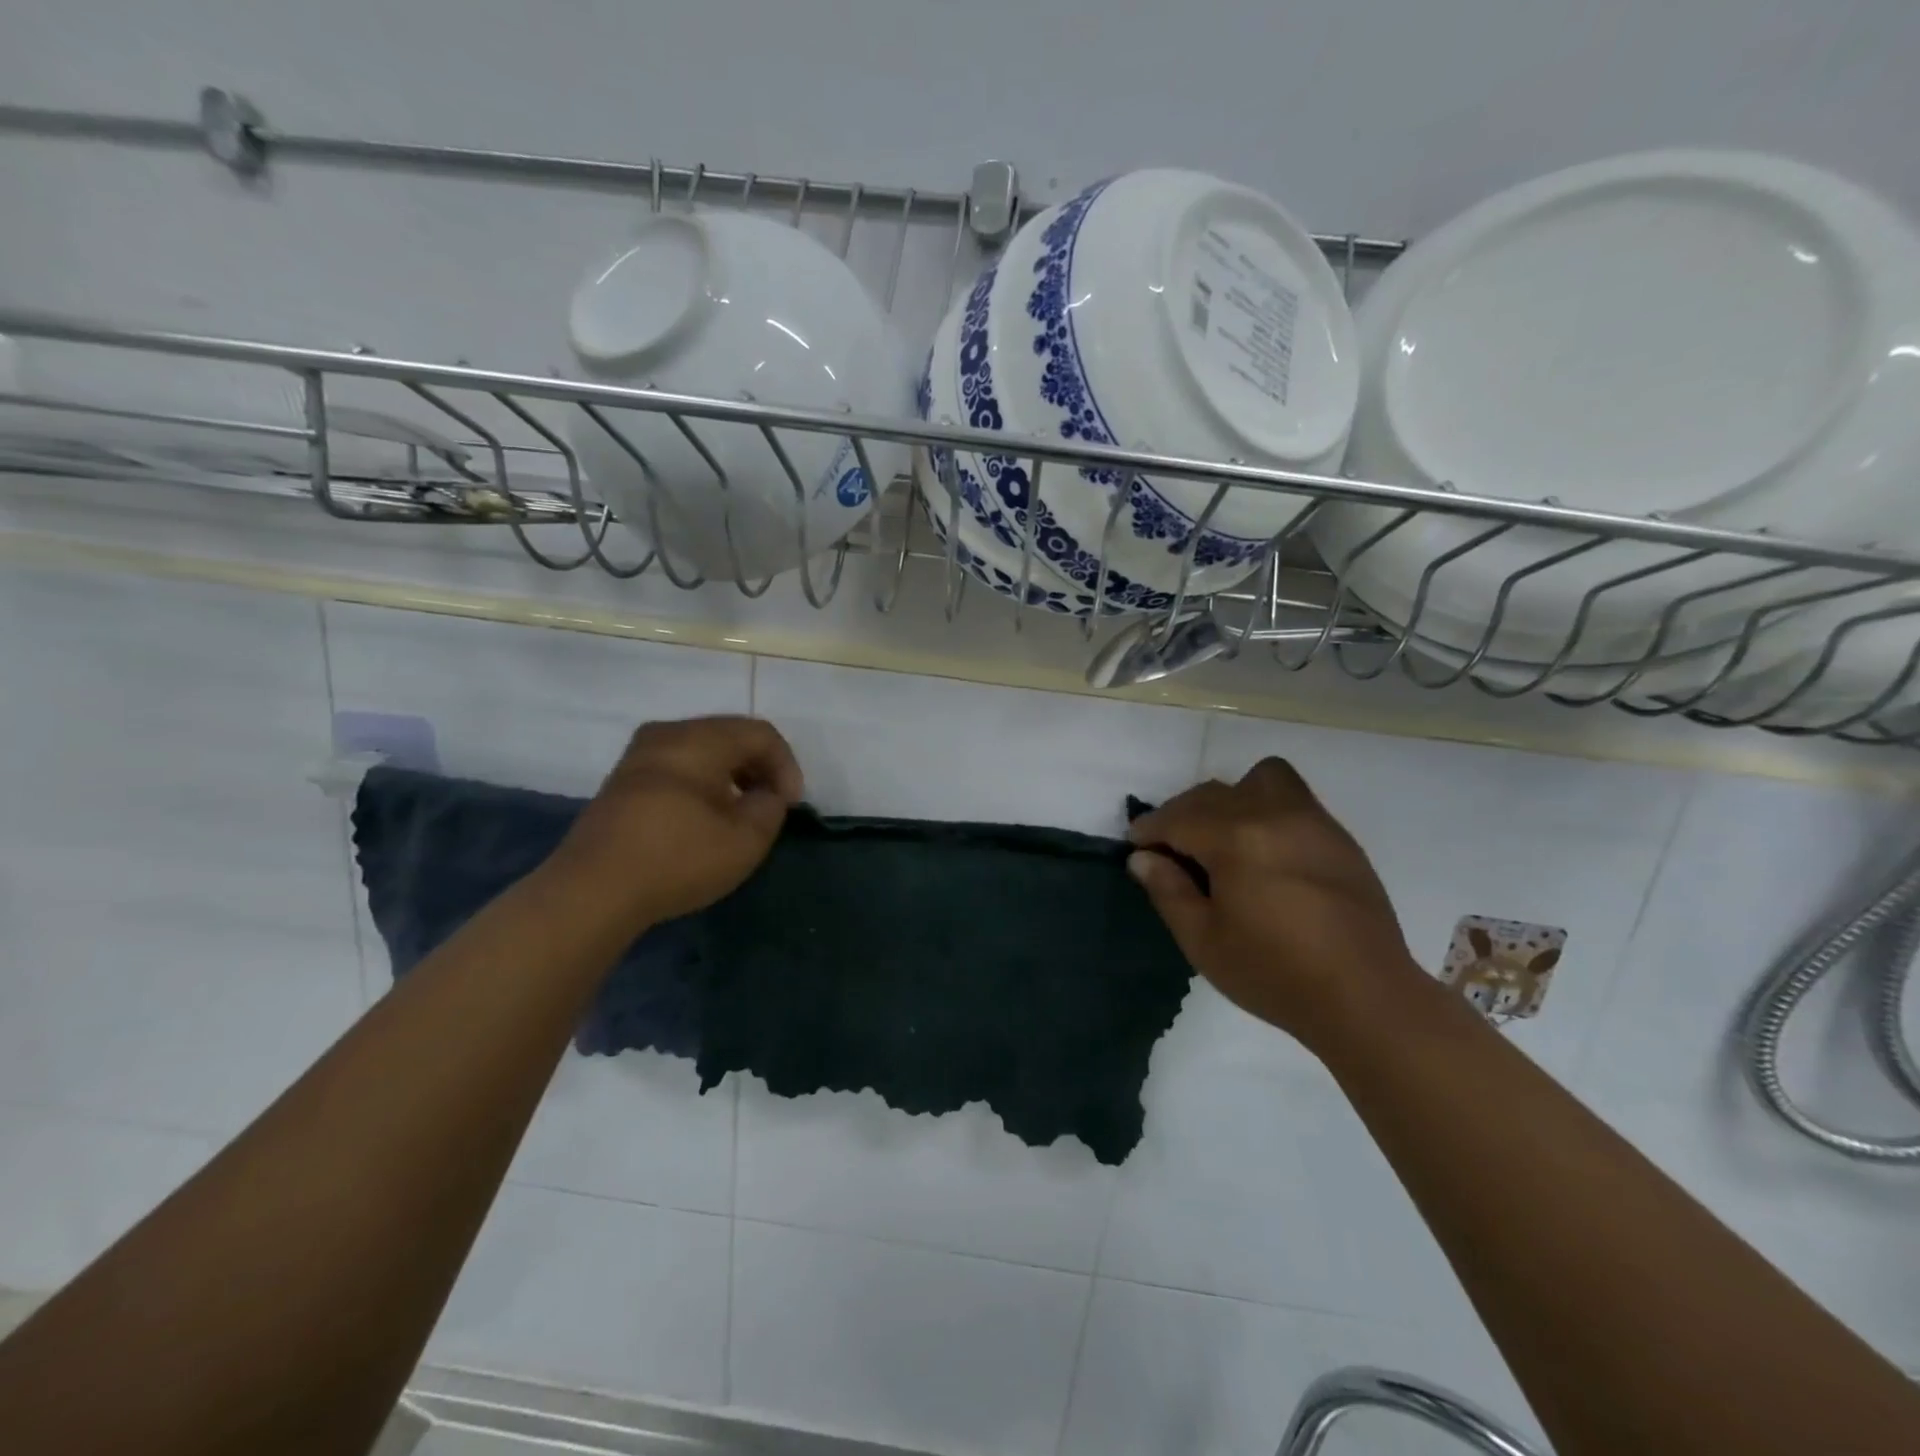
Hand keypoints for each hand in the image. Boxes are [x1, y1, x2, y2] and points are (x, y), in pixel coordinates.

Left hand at [546, 716, 803, 931]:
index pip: (760, 733)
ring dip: (732, 776)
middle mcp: (667, 733)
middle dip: (760, 767)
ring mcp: (639, 756)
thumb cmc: (677, 858)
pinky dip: (704, 783)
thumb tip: (765, 794)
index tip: (792, 804)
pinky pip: (678, 766)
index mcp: (699, 738)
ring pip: (702, 750)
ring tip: (743, 812)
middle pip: (730, 736)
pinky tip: (706, 817)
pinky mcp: (623, 781)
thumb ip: (770, 806)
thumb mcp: (746, 839)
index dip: (786, 765)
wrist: (592, 891)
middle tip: (773, 803)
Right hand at [1127, 758, 1424, 1047]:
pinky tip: (1264, 851)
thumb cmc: (1275, 974)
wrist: (1366, 996)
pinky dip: (1265, 809)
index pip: (1177, 817)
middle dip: (1182, 814)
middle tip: (1172, 851)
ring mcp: (1311, 820)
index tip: (1136, 846)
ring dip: (1230, 799)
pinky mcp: (1337, 836)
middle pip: (1212, 794)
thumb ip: (1168, 891)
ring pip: (1259, 780)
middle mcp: (1272, 815)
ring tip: (1223, 837)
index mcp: (1235, 840)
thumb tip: (1143, 857)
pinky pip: (1293, 798)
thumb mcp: (1203, 941)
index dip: (1149, 829)